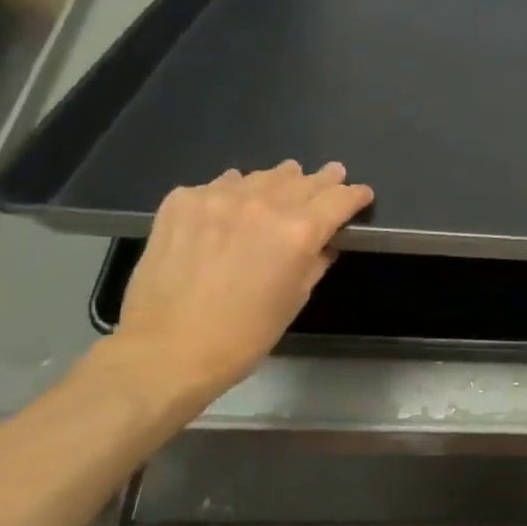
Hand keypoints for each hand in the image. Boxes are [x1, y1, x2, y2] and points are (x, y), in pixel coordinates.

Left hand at [105, 161, 372, 409]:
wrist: (165, 350)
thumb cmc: (243, 336)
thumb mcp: (295, 299)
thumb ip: (316, 261)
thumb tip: (324, 242)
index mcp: (298, 231)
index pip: (339, 198)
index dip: (355, 195)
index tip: (361, 194)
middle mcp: (263, 204)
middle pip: (303, 179)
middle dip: (323, 179)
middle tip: (332, 174)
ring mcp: (218, 198)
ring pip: (262, 176)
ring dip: (280, 180)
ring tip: (285, 182)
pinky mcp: (182, 201)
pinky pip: (219, 184)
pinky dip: (233, 190)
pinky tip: (231, 204)